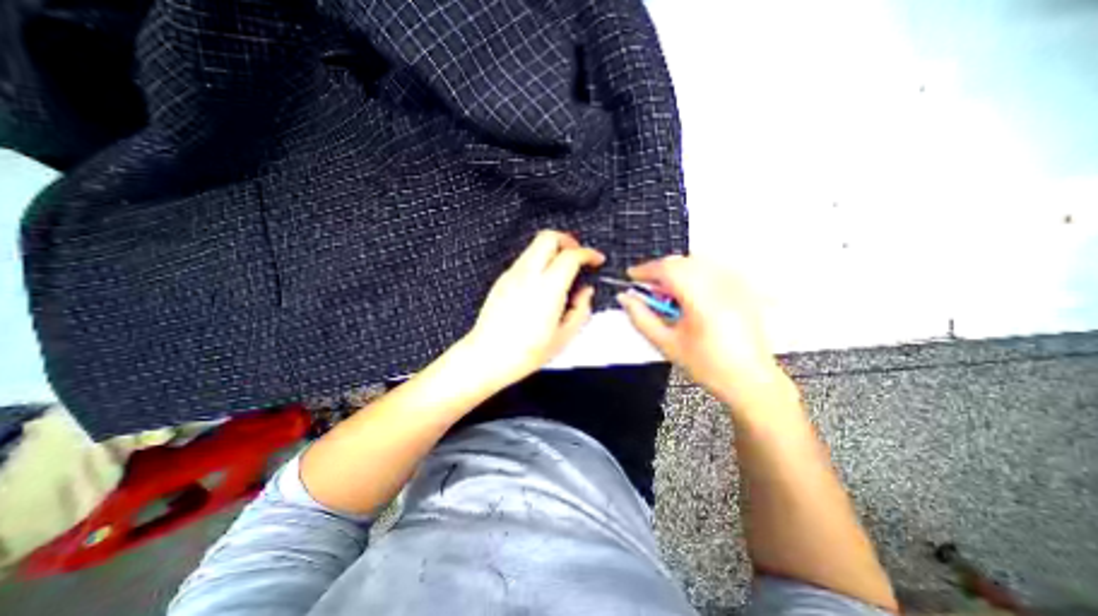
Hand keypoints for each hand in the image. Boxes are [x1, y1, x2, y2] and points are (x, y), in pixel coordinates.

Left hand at [459, 228, 602, 387]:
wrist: (487, 357)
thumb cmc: (526, 352)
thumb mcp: (563, 336)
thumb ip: (581, 309)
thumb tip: (586, 292)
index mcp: (547, 289)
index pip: (571, 255)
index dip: (588, 253)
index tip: (596, 260)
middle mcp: (528, 275)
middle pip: (548, 237)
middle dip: (568, 240)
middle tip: (578, 256)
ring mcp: (512, 275)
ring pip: (534, 246)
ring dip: (552, 250)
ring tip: (562, 269)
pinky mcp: (502, 280)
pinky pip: (524, 259)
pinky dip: (539, 260)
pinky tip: (543, 281)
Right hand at [615, 255, 789, 413]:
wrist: (750, 380)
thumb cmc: (706, 365)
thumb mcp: (666, 344)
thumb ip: (641, 318)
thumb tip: (624, 298)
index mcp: (702, 299)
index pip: (668, 269)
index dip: (645, 269)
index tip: (630, 276)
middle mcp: (721, 284)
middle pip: (682, 261)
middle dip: (660, 270)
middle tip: (648, 289)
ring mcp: (735, 284)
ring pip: (696, 262)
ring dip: (676, 271)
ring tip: (669, 295)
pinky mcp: (742, 288)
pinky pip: (711, 269)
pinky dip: (693, 274)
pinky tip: (690, 296)